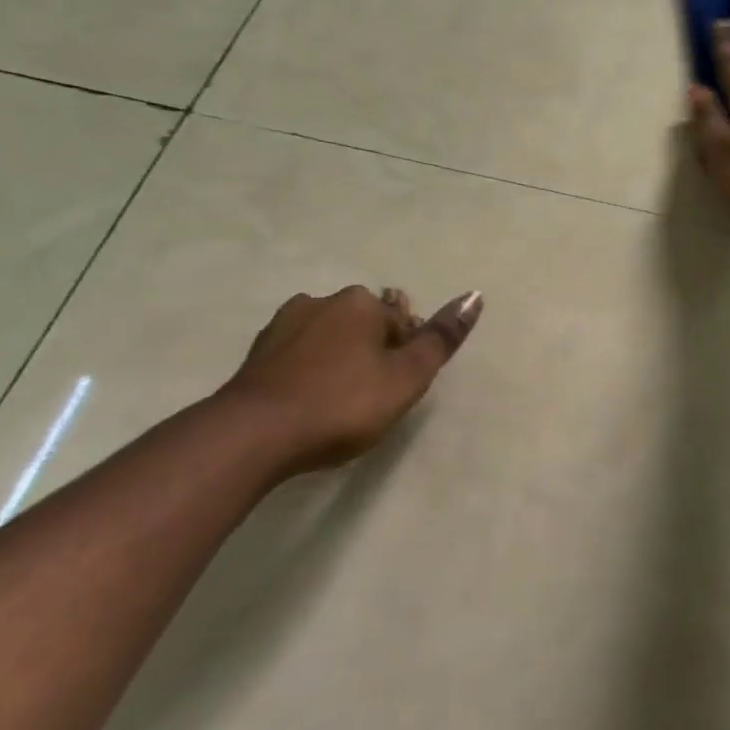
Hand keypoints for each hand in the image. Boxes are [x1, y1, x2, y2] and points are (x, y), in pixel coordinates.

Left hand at [219, 285, 483, 475]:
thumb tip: (475, 295)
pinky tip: (308, 401)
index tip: (395, 393)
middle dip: (374, 353)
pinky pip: (300, 354)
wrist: (254, 434)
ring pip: (331, 336)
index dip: (407, 358)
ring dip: (340, 360)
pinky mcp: (258, 351)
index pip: (403, 322)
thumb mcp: (405, 378)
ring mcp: (285, 323)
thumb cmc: (341, 405)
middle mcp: (323, 300)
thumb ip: (440, 338)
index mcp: (361, 303)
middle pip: (366, 324)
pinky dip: (310, 370)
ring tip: (337, 404)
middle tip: (370, 401)